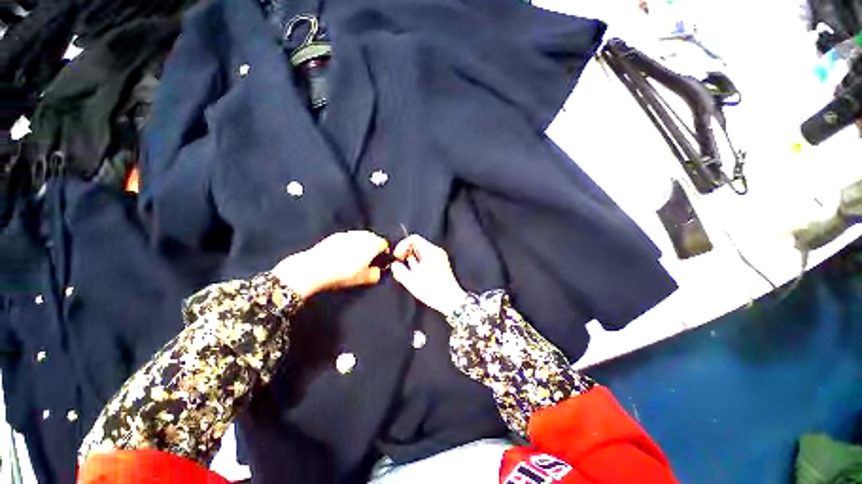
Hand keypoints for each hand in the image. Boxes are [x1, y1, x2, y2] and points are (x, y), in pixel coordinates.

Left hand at [271, 231, 388, 298]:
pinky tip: (344, 255)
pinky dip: (350, 244)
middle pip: (373, 238)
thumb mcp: (363, 279)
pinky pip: (349, 238)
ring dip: (362, 244)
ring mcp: (348, 234)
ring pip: (361, 237)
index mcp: (372, 244)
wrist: (315, 268)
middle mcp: (362, 235)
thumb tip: (378, 272)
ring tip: (357, 257)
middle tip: (370, 259)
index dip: (384, 252)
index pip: (384, 244)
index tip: (381, 260)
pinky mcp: (336, 236)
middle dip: (374, 247)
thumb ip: (375, 275)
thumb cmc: (343, 273)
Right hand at [391, 235, 466, 315]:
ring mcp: (439, 257)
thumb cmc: (432, 290)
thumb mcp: (410, 280)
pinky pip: (426, 258)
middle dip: (406, 253)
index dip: (402, 245)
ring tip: (406, 272)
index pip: (413, 238)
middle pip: (417, 245)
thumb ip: (399, 270)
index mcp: (430, 251)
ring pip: (421, 252)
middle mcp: (436, 251)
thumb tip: (394, 264)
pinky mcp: (441, 265)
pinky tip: (414, 275)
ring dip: (411, 260)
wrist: (450, 300)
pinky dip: (418, 264)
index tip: (397, 256)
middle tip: (399, 265)